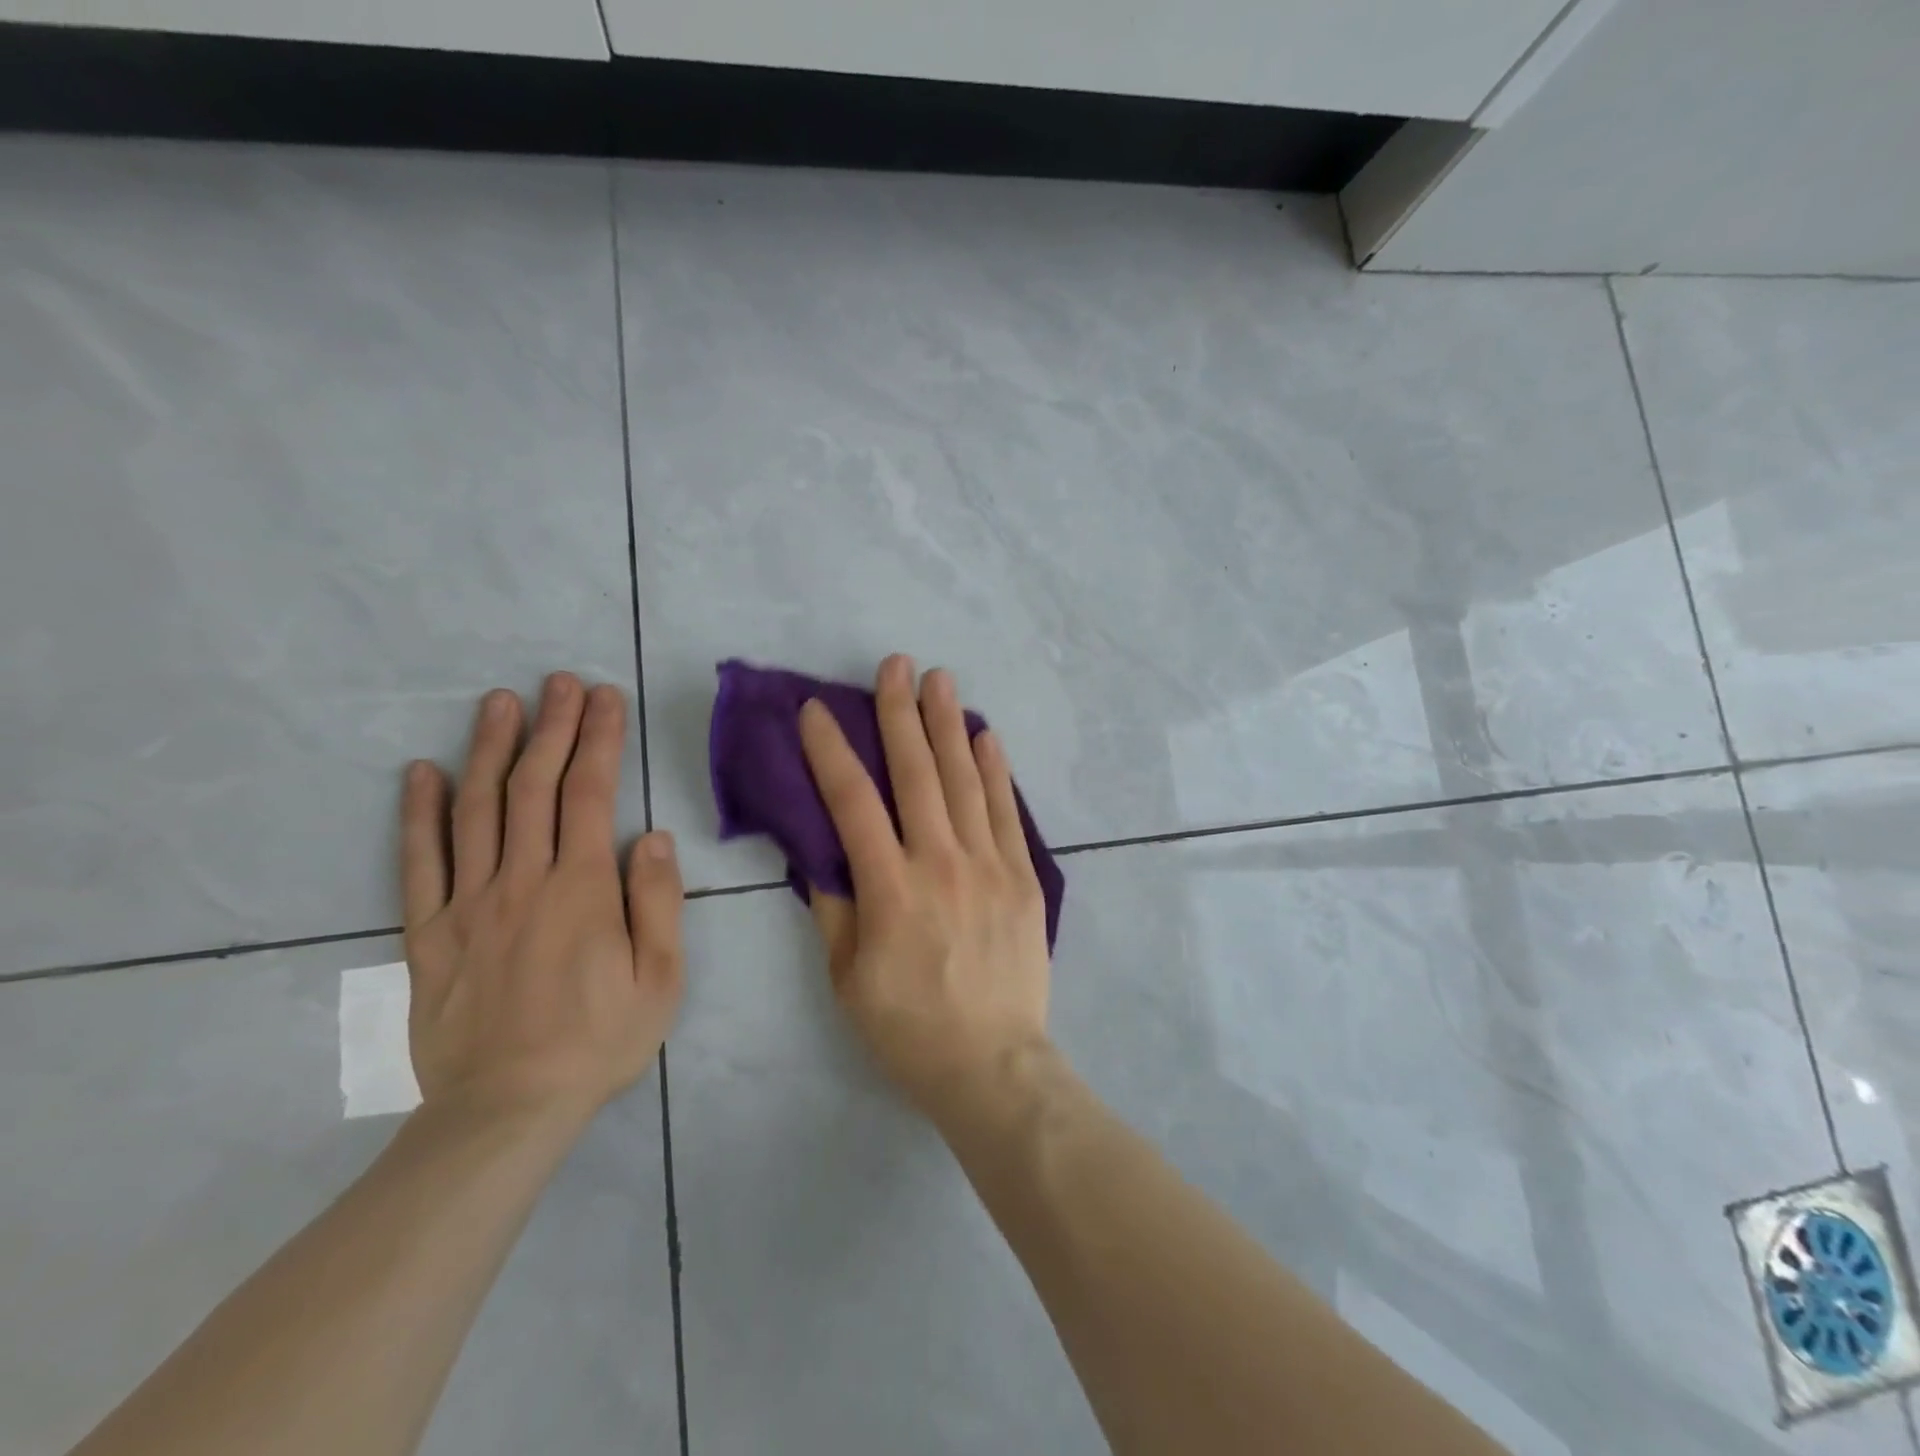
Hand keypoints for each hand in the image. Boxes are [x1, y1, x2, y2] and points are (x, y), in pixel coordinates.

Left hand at [398, 673, 684, 1124]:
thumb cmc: (600, 1040)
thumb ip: (657, 901)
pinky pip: (419, 864)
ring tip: (499, 703)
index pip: (590, 794)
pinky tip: (420, 774)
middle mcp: (522, 881)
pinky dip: (417, 815)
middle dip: (551, 727)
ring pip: (475, 811)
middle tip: (559, 682)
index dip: (598, 740)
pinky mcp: (430, 935)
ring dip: (488, 750)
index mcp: (581, 889)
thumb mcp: (661, 978)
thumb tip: (653, 835)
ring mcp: (468, 905)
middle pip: (533, 787)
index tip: (605, 698)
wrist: (506, 1110)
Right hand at [799, 654, 1052, 1122]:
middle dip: (901, 713)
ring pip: (966, 780)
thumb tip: (819, 852)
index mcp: (891, 889)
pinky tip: (987, 736)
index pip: (853, 802)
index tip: (817, 710)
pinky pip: (1007, 812)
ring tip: (941, 680)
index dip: (831, 751)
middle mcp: (941, 862)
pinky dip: (997, 770)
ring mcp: (989, 865)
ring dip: (950, 725)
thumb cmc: (909, 1029)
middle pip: (917, 773)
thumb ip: (833, 908)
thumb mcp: (848, 979)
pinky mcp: (1022, 877)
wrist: (993, 1065)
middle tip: (895, 664)